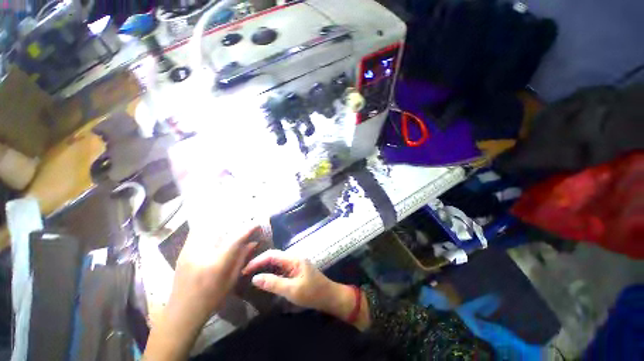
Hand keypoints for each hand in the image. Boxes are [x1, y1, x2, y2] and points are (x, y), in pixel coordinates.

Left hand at [144, 226, 259, 360]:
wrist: (181, 312)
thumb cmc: (210, 300)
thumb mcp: (231, 281)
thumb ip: (242, 259)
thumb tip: (254, 242)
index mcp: (216, 264)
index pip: (235, 239)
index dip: (248, 228)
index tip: (257, 224)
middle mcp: (202, 253)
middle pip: (221, 228)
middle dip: (236, 221)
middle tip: (245, 220)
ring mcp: (189, 250)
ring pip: (207, 225)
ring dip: (222, 221)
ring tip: (232, 222)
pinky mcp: (183, 250)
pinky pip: (197, 231)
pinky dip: (208, 226)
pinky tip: (216, 228)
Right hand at [242, 250, 359, 322]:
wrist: (329, 296)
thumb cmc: (312, 293)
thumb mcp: (292, 290)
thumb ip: (273, 283)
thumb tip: (254, 278)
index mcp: (294, 259)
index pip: (272, 255)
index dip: (257, 261)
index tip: (244, 270)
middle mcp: (294, 258)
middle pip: (274, 256)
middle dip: (260, 262)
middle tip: (245, 272)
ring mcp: (295, 264)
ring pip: (277, 262)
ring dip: (265, 267)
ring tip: (251, 274)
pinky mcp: (296, 270)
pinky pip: (281, 268)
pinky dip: (271, 272)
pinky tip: (265, 279)